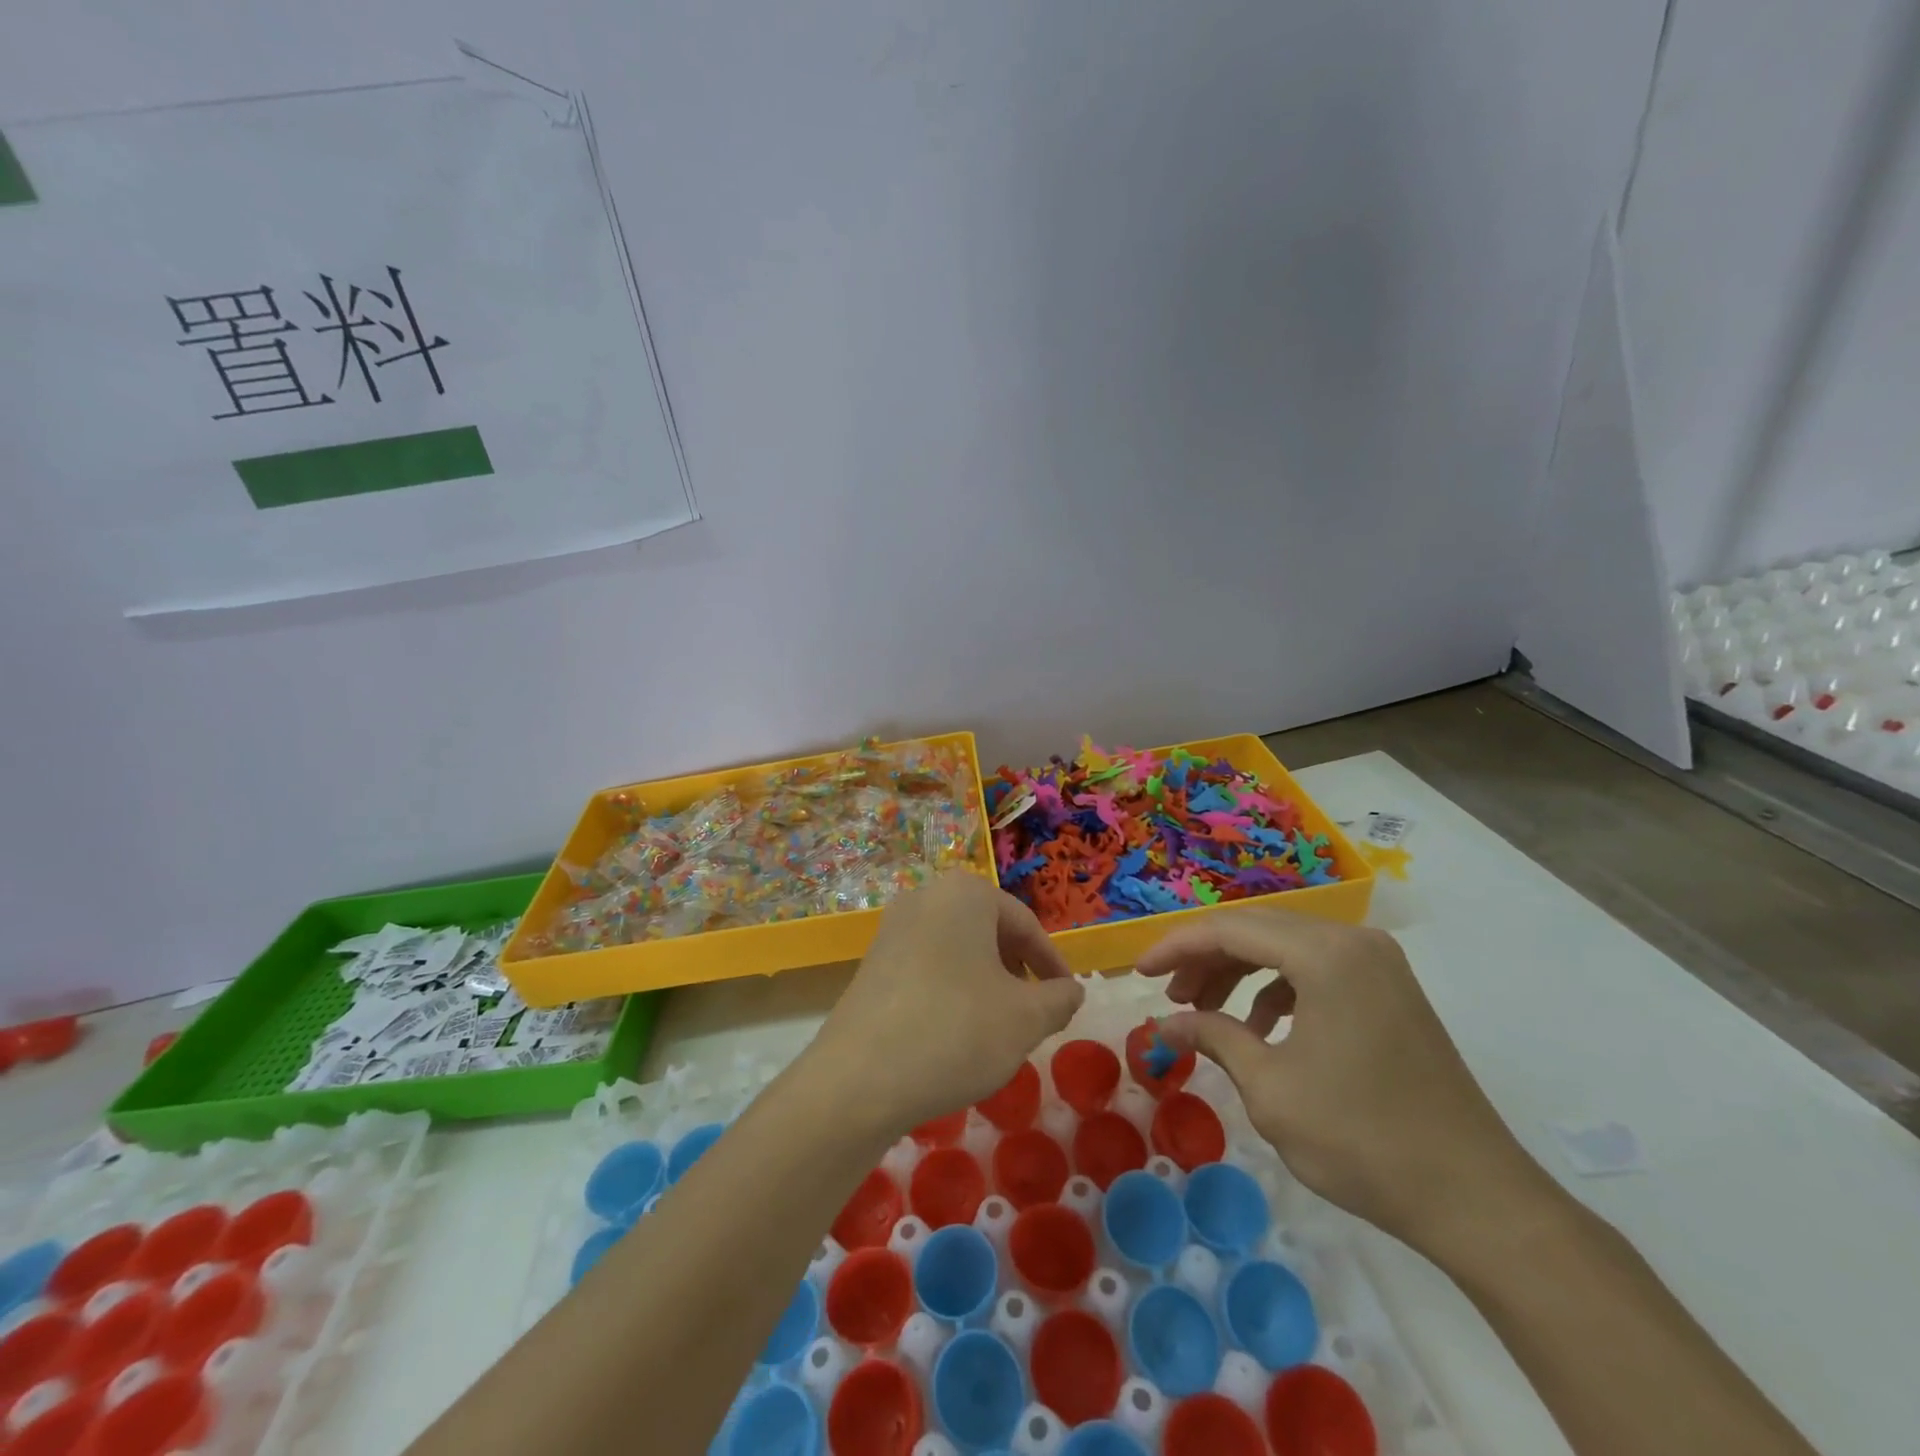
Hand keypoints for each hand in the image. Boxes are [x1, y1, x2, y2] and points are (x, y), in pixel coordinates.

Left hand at [810, 872, 1083, 1138]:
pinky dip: (951, 991)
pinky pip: (926, 967)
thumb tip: (1071, 991)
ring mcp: (892, 929)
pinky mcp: (871, 963)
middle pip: (988, 932)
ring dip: (985, 983)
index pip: (1025, 924)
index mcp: (965, 894)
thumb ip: (1059, 999)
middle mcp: (925, 897)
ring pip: (957, 950)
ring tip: (996, 1027)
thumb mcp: (1025, 1019)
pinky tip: (954, 1034)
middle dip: (1016, 971)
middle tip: (1032, 1012)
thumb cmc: (956, 1031)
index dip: (1052, 964)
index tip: (1066, 998)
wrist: (858, 1079)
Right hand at [1137, 908, 1550, 1259]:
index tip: (1138, 973)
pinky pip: (1316, 969)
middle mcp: (1353, 941)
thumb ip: (1212, 1038)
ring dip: (1238, 972)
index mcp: (1325, 954)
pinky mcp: (1389, 989)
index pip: (1229, 929)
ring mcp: (1377, 963)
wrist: (1478, 1200)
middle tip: (1169, 996)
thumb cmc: (1363, 1140)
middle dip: (1205, 959)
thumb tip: (1162, 1025)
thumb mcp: (1271, 1089)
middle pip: (1257, 930)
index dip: (1175, 947)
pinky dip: (1277, 988)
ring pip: (1285, 947)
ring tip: (1204, 1013)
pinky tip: (1261, 1028)